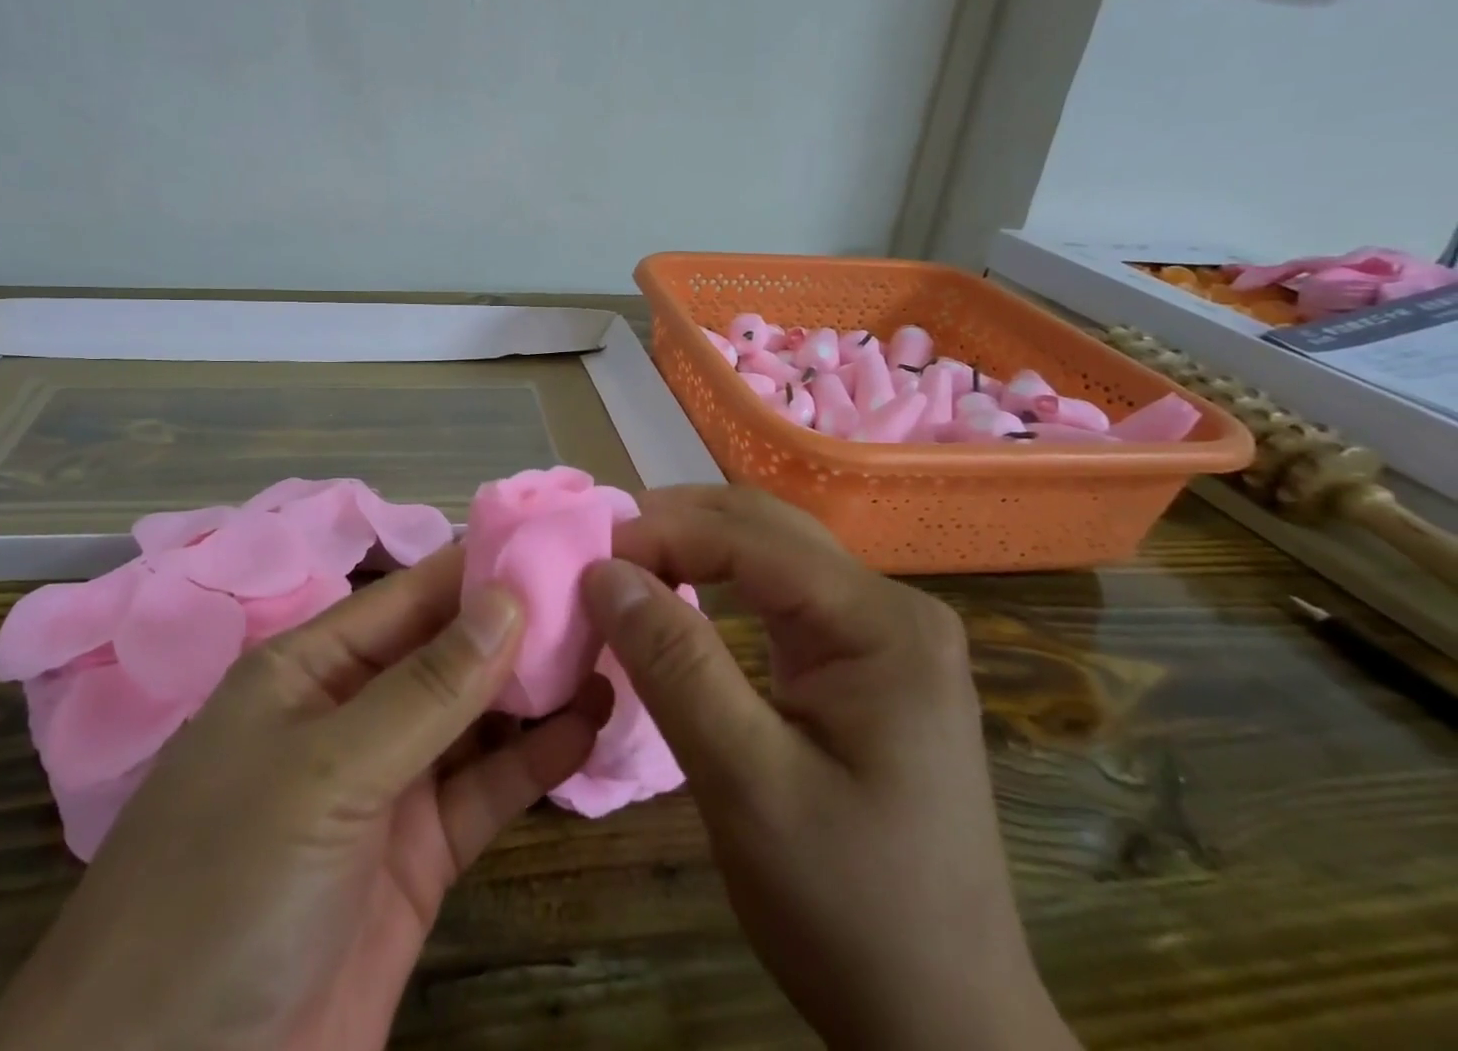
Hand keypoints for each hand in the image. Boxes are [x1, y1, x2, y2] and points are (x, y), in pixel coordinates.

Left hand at [0, 546, 609, 1050]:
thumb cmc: (223, 893)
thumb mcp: (324, 772)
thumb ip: (425, 689)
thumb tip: (509, 596)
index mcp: (310, 668)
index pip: (411, 595)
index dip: (483, 564)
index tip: (561, 540)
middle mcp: (352, 713)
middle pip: (450, 651)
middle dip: (522, 625)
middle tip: (609, 597)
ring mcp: (388, 786)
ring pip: (477, 717)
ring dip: (539, 688)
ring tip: (616, 650)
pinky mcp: (420, 858)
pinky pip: (487, 789)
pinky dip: (537, 758)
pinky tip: (591, 726)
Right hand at [585, 487, 1078, 1050]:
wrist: (943, 1026)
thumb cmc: (850, 909)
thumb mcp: (748, 786)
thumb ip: (675, 666)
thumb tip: (604, 571)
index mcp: (882, 623)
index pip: (751, 537)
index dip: (661, 533)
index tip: (584, 555)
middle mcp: (891, 608)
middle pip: (764, 527)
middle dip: (675, 526)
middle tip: (596, 550)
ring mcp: (882, 633)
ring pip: (768, 552)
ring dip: (691, 547)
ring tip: (622, 563)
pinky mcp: (863, 660)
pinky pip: (777, 594)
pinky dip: (715, 582)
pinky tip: (676, 594)